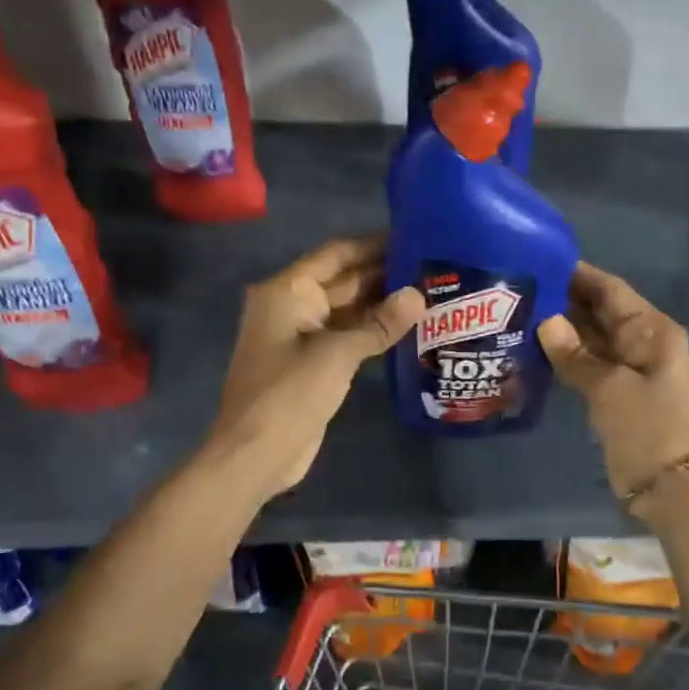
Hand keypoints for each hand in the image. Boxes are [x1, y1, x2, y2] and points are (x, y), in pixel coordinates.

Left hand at [207, 236, 423, 499]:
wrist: (257, 453)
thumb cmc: (289, 393)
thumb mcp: (337, 354)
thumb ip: (379, 323)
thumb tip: (419, 296)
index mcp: (288, 292)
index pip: (336, 254)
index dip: (373, 245)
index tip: (412, 235)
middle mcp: (293, 306)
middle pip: (344, 280)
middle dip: (384, 274)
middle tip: (432, 266)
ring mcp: (302, 336)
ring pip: (348, 310)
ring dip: (382, 303)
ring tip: (430, 291)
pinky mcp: (313, 363)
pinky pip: (348, 336)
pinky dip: (374, 331)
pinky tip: (409, 326)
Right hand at [537, 262, 688, 500]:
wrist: (667, 486)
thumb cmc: (646, 428)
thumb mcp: (609, 387)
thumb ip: (575, 353)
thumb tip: (544, 320)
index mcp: (651, 330)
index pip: (611, 290)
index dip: (579, 275)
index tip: (541, 260)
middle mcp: (640, 341)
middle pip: (598, 310)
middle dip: (563, 299)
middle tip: (518, 287)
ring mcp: (626, 366)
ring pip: (589, 337)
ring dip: (559, 327)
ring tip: (517, 312)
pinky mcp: (613, 390)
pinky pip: (585, 361)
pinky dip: (563, 354)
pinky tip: (531, 347)